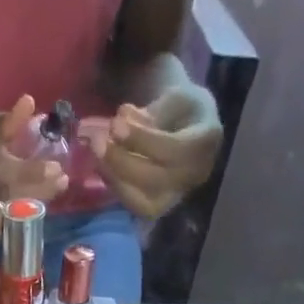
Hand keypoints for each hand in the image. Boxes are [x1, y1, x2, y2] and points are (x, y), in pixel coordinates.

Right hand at [0, 96, 68, 238]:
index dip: (37, 173)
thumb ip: (7, 121)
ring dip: (25, 211)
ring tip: (44, 202)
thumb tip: (31, 104)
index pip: (14, 172)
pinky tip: (22, 217)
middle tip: (60, 184)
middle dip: (39, 192)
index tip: (58, 170)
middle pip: (12, 197)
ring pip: (1, 217)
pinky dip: (5, 224)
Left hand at [83, 86, 221, 218]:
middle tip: (97, 141)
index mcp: (206, 141)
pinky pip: (136, 207)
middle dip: (122, 161)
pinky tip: (103, 168)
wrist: (190, 130)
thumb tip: (122, 119)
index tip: (115, 124)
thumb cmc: (181, 109)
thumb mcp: (173, 97)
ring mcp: (178, 195)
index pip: (172, 148)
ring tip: (96, 155)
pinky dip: (117, 188)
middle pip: (156, 178)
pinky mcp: (161, 207)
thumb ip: (151, 112)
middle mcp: (195, 175)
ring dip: (115, 178)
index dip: (141, 139)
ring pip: (145, 201)